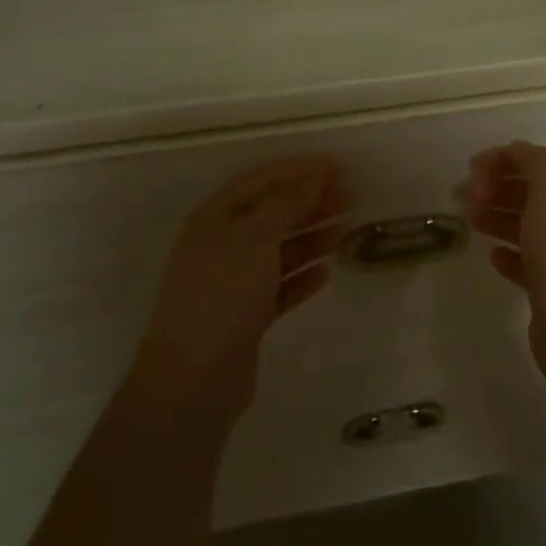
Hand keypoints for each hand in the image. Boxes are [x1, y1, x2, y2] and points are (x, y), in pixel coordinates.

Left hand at [130, 155, 349, 420]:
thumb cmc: (222, 295)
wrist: (194, 378)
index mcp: (215, 218)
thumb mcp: (254, 239)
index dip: (298, 170)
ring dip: (311, 237)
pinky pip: (280, 286)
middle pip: (271, 213)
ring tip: (346, 229)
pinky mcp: (246, 316)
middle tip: (351, 197)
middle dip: (310, 203)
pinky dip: (302, 277)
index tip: (338, 166)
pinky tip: (326, 273)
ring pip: (279, 250)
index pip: (260, 181)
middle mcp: (222, 244)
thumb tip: (313, 178)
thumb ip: (286, 205)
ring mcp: (232, 281)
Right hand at [461, 141, 545, 362]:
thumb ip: (534, 163)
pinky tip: (493, 256)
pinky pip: (530, 262)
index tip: (473, 166)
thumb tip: (517, 152)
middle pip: (537, 191)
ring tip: (469, 220)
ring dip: (498, 216)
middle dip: (499, 187)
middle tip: (464, 195)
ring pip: (530, 226)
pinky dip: (509, 254)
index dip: (510, 157)